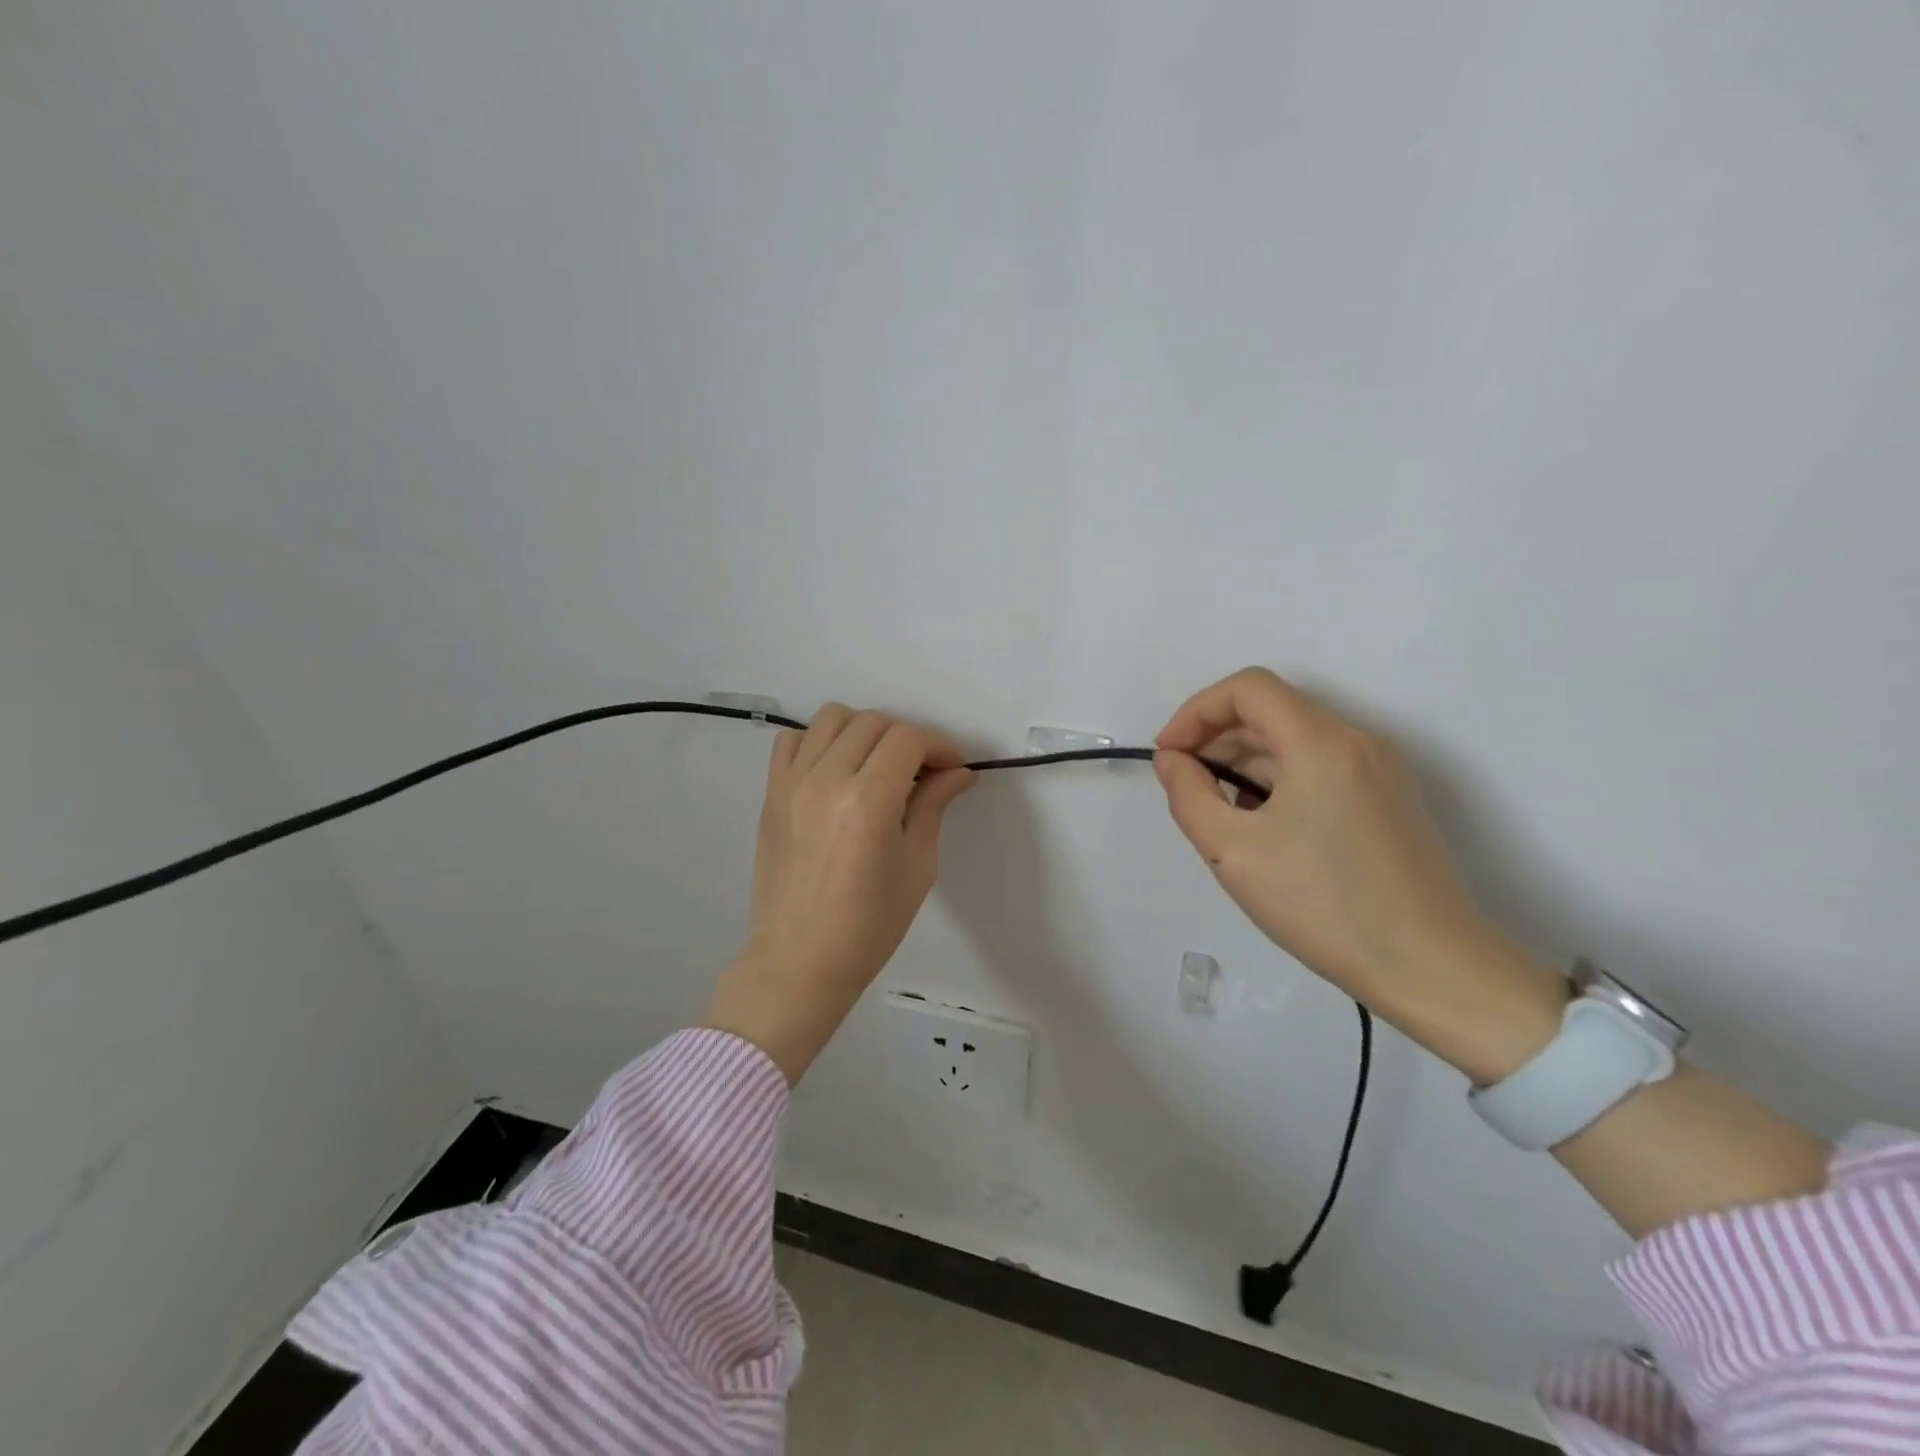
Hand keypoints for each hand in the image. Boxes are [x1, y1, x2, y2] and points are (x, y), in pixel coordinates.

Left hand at [705, 705, 974, 1082]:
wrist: (799, 962)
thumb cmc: (869, 926)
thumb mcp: (917, 867)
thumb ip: (933, 806)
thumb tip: (958, 772)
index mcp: (868, 802)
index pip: (908, 739)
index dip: (938, 745)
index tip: (952, 766)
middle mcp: (826, 780)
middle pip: (873, 722)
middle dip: (907, 738)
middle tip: (922, 771)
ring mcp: (792, 783)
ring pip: (832, 718)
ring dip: (864, 731)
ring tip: (877, 765)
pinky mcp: (771, 794)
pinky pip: (792, 741)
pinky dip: (818, 742)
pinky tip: (835, 771)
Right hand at [1154, 668, 1564, 1081]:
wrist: (1431, 968)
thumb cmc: (1323, 904)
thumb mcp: (1232, 852)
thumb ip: (1188, 794)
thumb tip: (1173, 760)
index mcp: (1321, 741)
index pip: (1247, 687)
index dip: (1196, 711)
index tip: (1169, 757)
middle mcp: (1357, 741)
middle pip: (1271, 711)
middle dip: (1216, 740)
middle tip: (1185, 790)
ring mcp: (1380, 770)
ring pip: (1294, 742)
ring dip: (1244, 764)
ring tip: (1221, 817)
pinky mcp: (1390, 799)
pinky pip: (1319, 768)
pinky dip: (1278, 781)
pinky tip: (1264, 830)